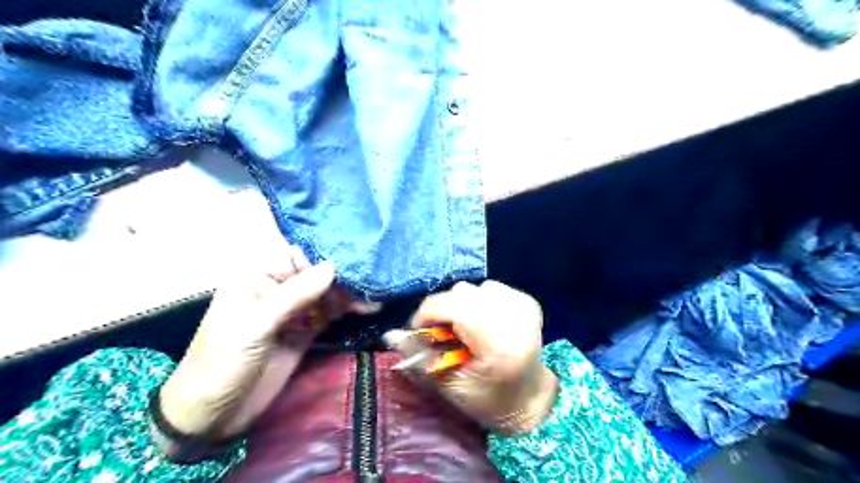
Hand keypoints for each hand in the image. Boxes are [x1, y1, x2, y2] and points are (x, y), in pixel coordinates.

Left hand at [160, 247, 376, 439]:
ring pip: (325, 294)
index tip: (354, 259)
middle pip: (315, 275)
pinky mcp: (304, 333)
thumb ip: (294, 296)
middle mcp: (276, 290)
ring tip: (375, 293)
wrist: (211, 418)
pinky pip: (328, 315)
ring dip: (348, 294)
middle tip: (371, 279)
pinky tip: (367, 308)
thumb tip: (332, 266)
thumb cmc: (220, 364)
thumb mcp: (254, 326)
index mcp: (255, 279)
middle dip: (341, 276)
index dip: (324, 257)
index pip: (296, 257)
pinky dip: (346, 311)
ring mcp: (292, 313)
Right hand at [383, 279, 558, 433]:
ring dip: (460, 306)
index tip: (420, 332)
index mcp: (498, 344)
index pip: (453, 307)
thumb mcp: (449, 386)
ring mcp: (523, 306)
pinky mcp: (526, 300)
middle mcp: (515, 318)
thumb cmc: (488, 400)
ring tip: (465, 331)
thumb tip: (389, 334)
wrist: (528, 398)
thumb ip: (420, 358)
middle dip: (443, 311)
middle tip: (443, 335)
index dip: (428, 314)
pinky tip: (482, 323)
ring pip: (472, 288)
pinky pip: (487, 287)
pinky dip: (477, 302)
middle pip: (461, 294)